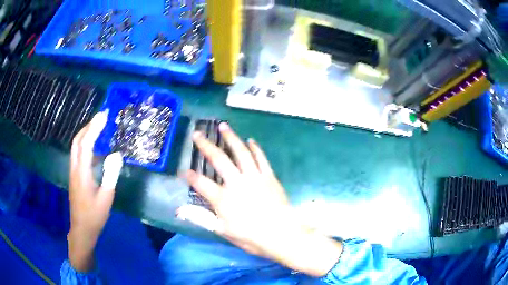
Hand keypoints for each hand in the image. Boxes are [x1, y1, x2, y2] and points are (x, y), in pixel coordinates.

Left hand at [68, 111, 122, 271]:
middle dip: (88, 126)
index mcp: (82, 173)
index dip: (94, 128)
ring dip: (86, 134)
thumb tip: (117, 154)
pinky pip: (79, 155)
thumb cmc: (94, 216)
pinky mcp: (75, 176)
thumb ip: (111, 175)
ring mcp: (73, 172)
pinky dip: (86, 146)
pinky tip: (96, 151)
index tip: (103, 115)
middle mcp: (75, 168)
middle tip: (101, 118)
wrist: (82, 229)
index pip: (86, 144)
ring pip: (76, 147)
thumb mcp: (106, 198)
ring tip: (99, 128)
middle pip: (77, 141)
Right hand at [178, 123, 341, 276]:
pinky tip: (250, 140)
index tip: (183, 171)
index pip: (201, 183)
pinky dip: (255, 148)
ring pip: (240, 152)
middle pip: (218, 159)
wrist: (282, 234)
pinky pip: (261, 158)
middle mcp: (237, 182)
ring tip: (223, 126)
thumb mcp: (223, 231)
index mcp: (223, 198)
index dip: (190, 176)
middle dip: (205, 145)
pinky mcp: (269, 176)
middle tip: (197, 134)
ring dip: (231, 138)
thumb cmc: (251, 237)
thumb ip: (201, 218)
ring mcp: (254, 177)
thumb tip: (180, 210)